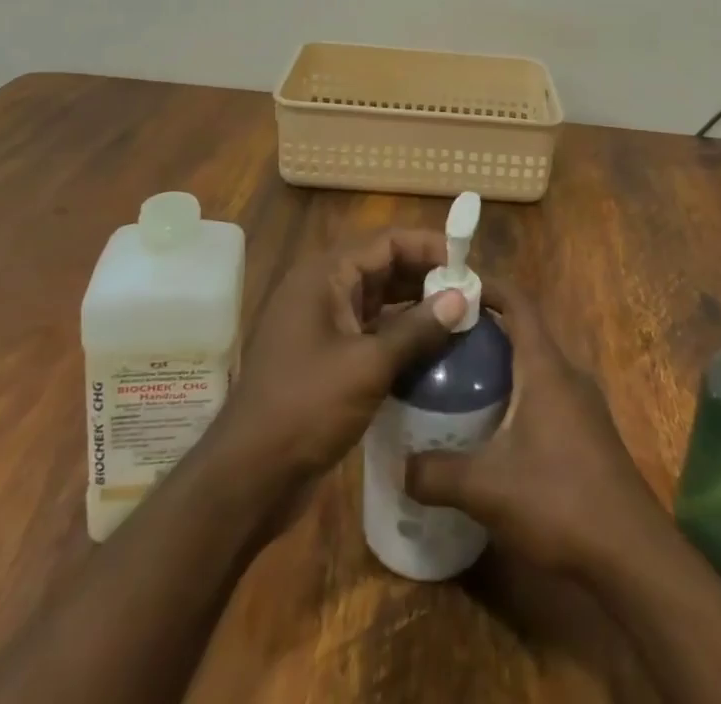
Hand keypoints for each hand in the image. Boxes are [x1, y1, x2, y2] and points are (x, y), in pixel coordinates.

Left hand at [210, 229, 467, 488]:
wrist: (248, 477)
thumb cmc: (305, 407)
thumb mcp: (368, 366)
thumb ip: (417, 329)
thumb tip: (462, 298)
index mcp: (324, 275)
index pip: (387, 242)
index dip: (429, 247)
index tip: (468, 263)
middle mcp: (322, 290)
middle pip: (383, 267)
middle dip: (427, 277)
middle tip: (471, 293)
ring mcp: (322, 325)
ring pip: (379, 301)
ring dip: (416, 307)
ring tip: (461, 319)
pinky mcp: (326, 357)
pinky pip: (370, 332)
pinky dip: (400, 335)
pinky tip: (433, 352)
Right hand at [405, 281, 659, 573]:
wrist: (632, 554)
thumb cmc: (559, 500)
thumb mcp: (486, 489)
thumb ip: (437, 473)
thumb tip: (400, 466)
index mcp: (545, 366)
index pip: (518, 302)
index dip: (487, 287)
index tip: (452, 287)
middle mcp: (567, 374)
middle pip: (523, 333)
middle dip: (484, 332)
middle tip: (441, 343)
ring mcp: (583, 404)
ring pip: (535, 367)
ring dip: (501, 368)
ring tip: (458, 384)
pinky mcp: (589, 433)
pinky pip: (547, 395)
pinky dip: (518, 396)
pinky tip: (494, 431)